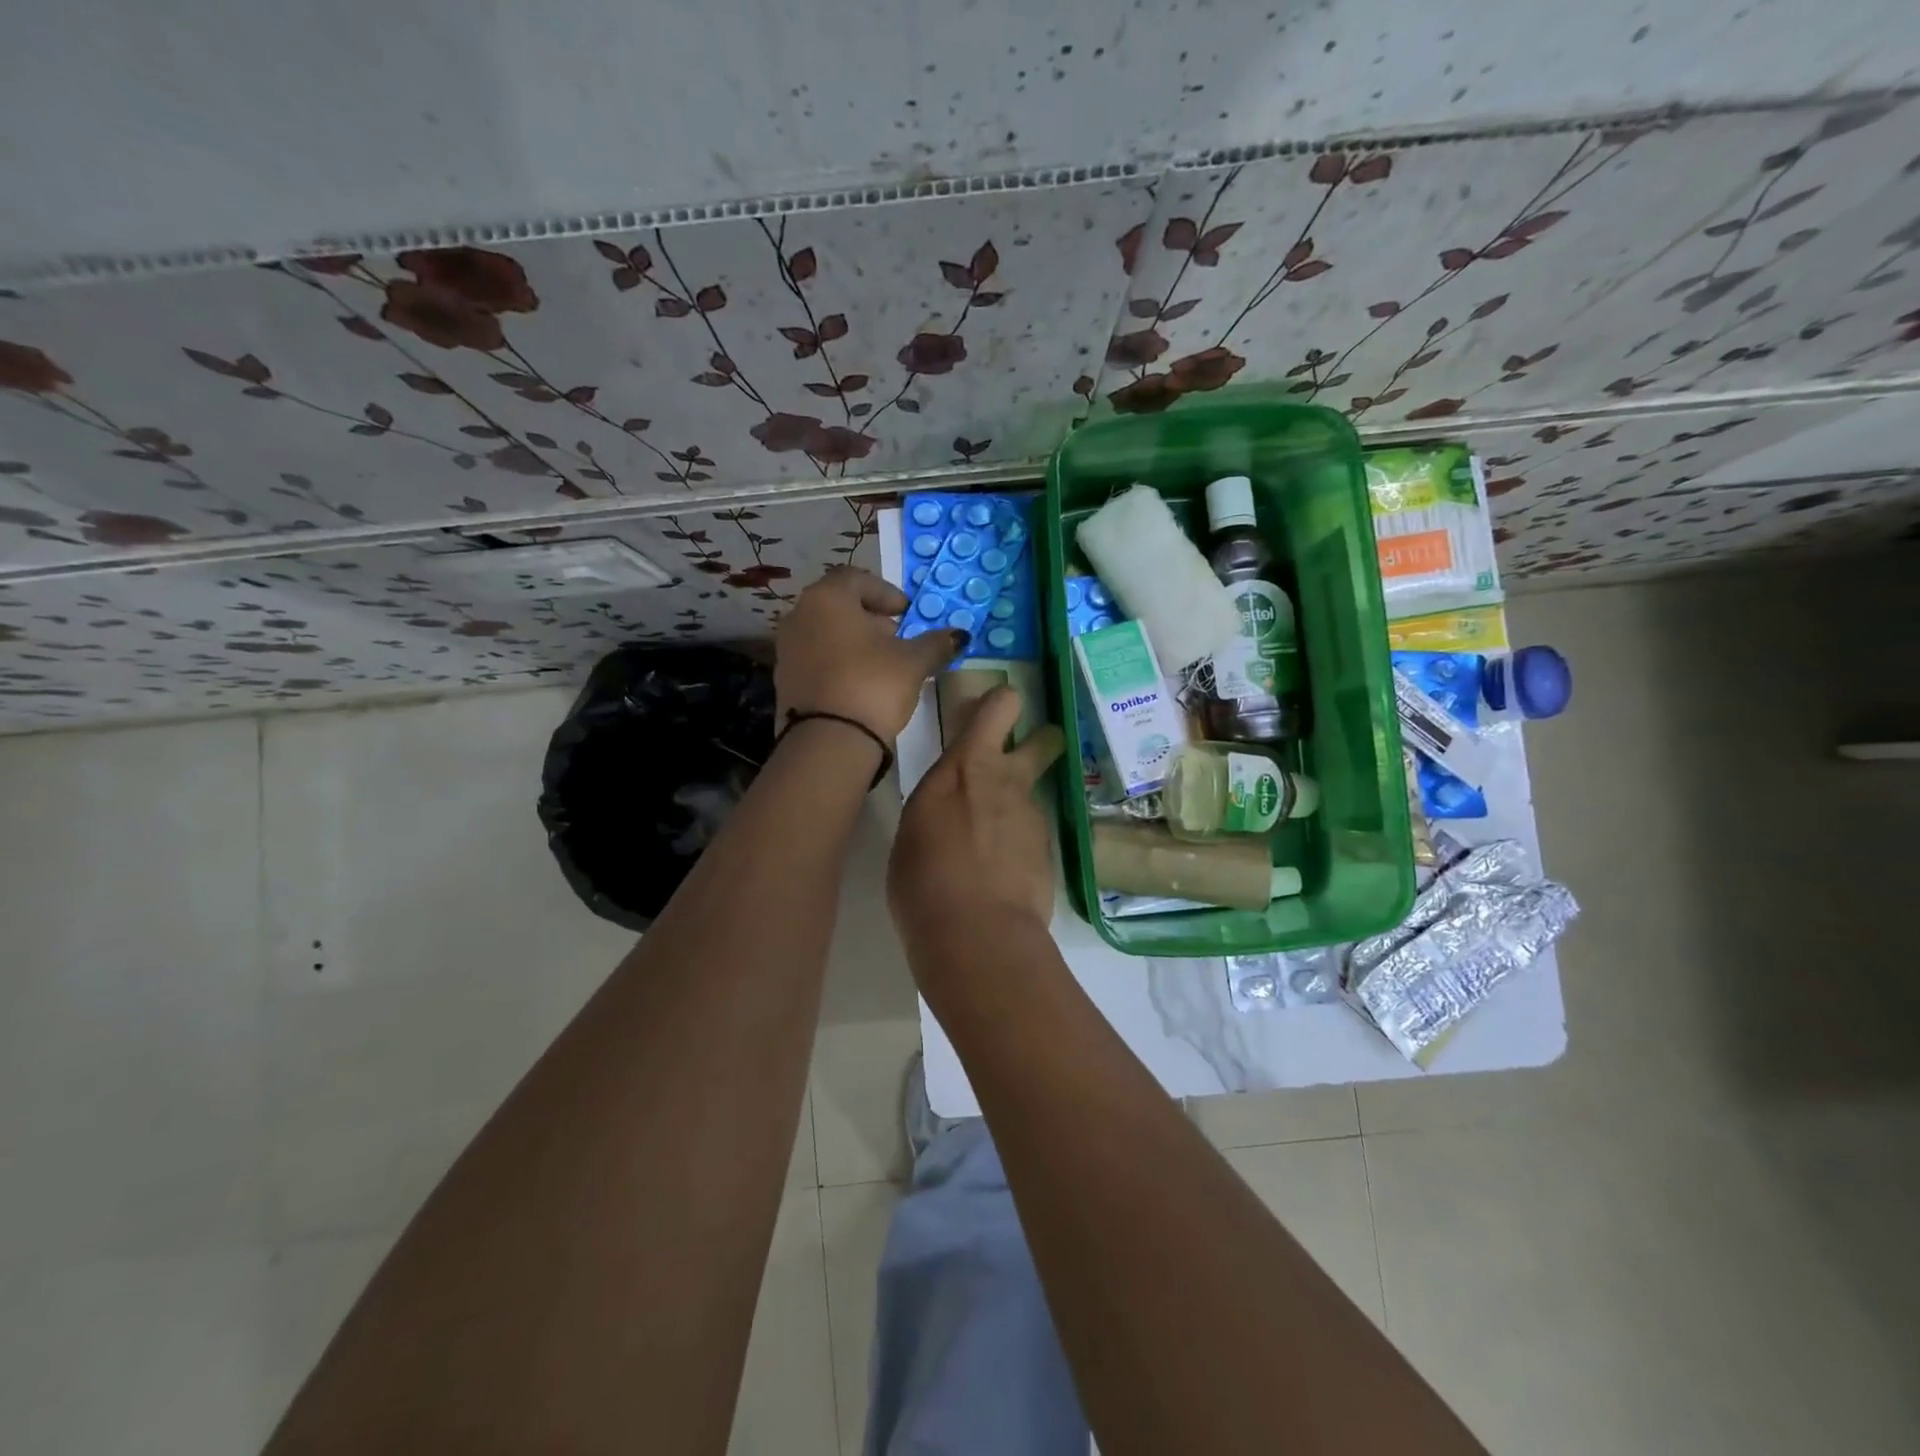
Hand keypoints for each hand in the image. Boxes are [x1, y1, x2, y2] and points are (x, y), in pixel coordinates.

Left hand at [775, 567, 966, 738]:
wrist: (828, 741)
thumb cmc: (873, 685)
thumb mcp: (913, 662)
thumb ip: (936, 643)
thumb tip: (959, 635)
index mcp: (827, 598)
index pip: (857, 578)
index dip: (886, 592)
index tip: (906, 613)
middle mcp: (799, 614)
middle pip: (839, 604)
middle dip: (870, 618)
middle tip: (897, 638)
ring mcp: (787, 648)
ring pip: (825, 632)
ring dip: (853, 641)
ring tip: (881, 664)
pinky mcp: (784, 679)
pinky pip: (815, 658)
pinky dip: (837, 662)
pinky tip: (858, 684)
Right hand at [889, 685, 1065, 943]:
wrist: (976, 931)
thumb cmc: (923, 879)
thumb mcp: (915, 829)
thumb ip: (939, 806)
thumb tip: (950, 811)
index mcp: (964, 766)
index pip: (997, 708)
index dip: (1000, 704)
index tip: (993, 710)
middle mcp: (1007, 781)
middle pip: (1043, 740)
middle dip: (1039, 741)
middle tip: (1022, 759)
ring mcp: (1034, 816)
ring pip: (1033, 795)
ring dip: (1017, 809)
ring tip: (992, 849)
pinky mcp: (1051, 851)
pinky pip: (1033, 836)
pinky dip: (1021, 847)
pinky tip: (1003, 876)